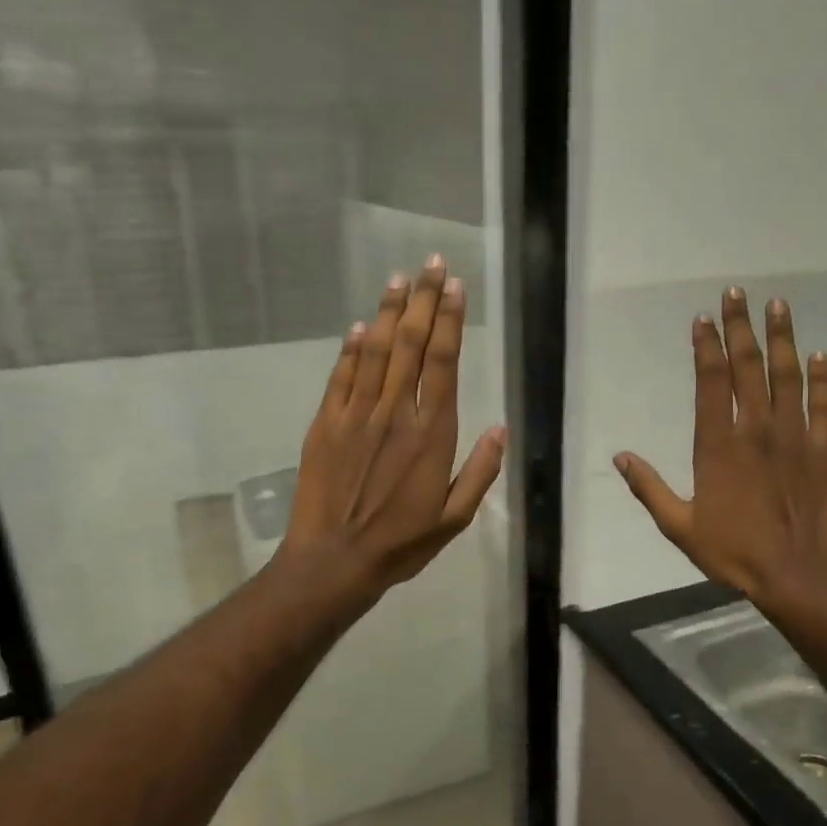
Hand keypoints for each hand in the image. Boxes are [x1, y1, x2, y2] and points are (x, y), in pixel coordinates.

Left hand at [281, 255, 506, 597]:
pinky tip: (358, 326)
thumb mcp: (455, 519)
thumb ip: (480, 472)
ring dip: (387, 312)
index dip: (449, 321)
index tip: (454, 288)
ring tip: (398, 278)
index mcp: (432, 434)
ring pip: (375, 351)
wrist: (334, 561)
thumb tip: (500, 428)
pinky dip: (350, 348)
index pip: (443, 363)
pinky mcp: (326, 424)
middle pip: (410, 345)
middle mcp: (395, 413)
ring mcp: (356, 415)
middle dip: (423, 301)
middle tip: (431, 264)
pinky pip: (341, 376)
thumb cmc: (401, 543)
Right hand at [615, 287, 826, 607]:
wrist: (797, 575)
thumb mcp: (678, 526)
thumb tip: (620, 456)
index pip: (710, 381)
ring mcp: (796, 437)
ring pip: (787, 376)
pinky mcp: (826, 451)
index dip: (706, 346)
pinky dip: (821, 379)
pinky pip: (824, 406)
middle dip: (741, 327)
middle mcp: (757, 429)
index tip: (702, 319)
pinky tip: (819, 355)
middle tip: (737, 293)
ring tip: (779, 305)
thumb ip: (649, 488)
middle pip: (748, 367)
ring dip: (782, 338)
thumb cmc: (732, 552)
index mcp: (718, 445)